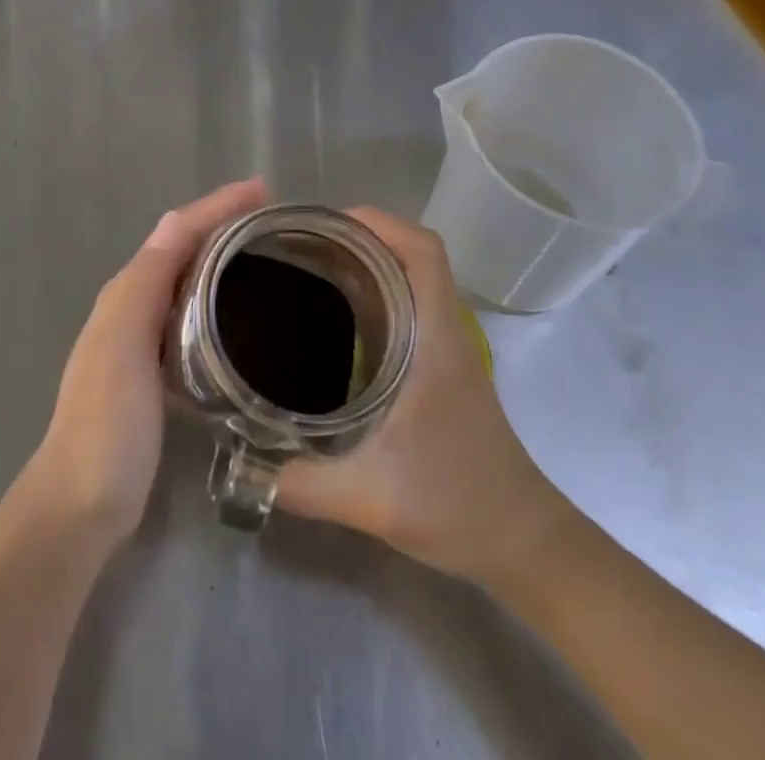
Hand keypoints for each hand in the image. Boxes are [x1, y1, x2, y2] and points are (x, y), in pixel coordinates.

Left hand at [25, 178, 268, 548]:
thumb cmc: (106, 423)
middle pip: (182, 248)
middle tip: (273, 219)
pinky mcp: (156, 372)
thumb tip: (177, 221)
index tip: (263, 189)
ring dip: (220, 258)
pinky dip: (216, 300)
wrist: (82, 502)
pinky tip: (241, 316)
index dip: (218, 205)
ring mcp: (142, 340)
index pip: (177, 231)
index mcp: (127, 291)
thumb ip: (147, 284)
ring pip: (187, 280)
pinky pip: (191, 317)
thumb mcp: (124, 345)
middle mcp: (132, 305)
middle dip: (223, 224)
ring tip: (266, 255)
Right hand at [275, 208, 574, 583]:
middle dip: (356, 237)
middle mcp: (443, 331)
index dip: (380, 223)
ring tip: (306, 268)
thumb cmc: (458, 505)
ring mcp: (445, 347)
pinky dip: (372, 294)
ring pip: (409, 279)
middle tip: (298, 244)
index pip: (424, 252)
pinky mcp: (440, 366)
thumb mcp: (373, 500)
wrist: (522, 542)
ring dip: (364, 263)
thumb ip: (303, 484)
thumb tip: (242, 465)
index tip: (326, 224)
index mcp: (435, 340)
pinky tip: (332, 319)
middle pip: (410, 254)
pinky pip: (406, 307)